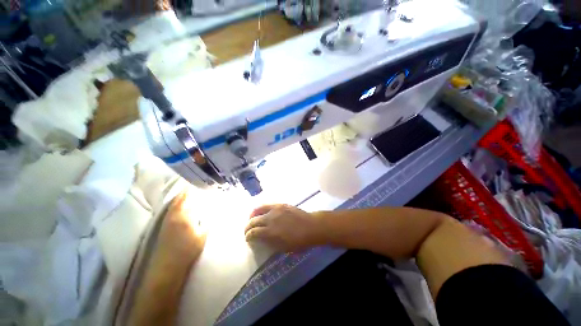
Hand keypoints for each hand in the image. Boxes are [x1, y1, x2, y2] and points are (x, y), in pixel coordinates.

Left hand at [153, 189, 206, 267]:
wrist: (167, 267)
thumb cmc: (187, 251)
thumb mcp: (202, 236)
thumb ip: (206, 222)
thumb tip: (210, 212)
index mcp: (183, 216)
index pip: (187, 197)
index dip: (192, 189)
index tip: (200, 183)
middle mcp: (173, 215)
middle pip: (178, 199)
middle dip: (185, 191)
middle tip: (195, 186)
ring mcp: (166, 220)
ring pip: (173, 204)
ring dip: (180, 197)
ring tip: (189, 193)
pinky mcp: (163, 226)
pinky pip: (170, 209)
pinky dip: (176, 204)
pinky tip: (181, 206)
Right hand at [245, 204, 322, 251]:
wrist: (311, 226)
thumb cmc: (298, 241)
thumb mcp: (283, 248)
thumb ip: (269, 243)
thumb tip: (260, 239)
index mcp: (270, 232)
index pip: (253, 233)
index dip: (248, 237)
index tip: (248, 239)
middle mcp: (270, 219)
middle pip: (253, 221)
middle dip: (247, 227)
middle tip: (247, 231)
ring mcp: (275, 209)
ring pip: (258, 211)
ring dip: (252, 217)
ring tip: (251, 220)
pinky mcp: (280, 204)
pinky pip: (267, 205)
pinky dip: (260, 209)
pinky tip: (260, 212)